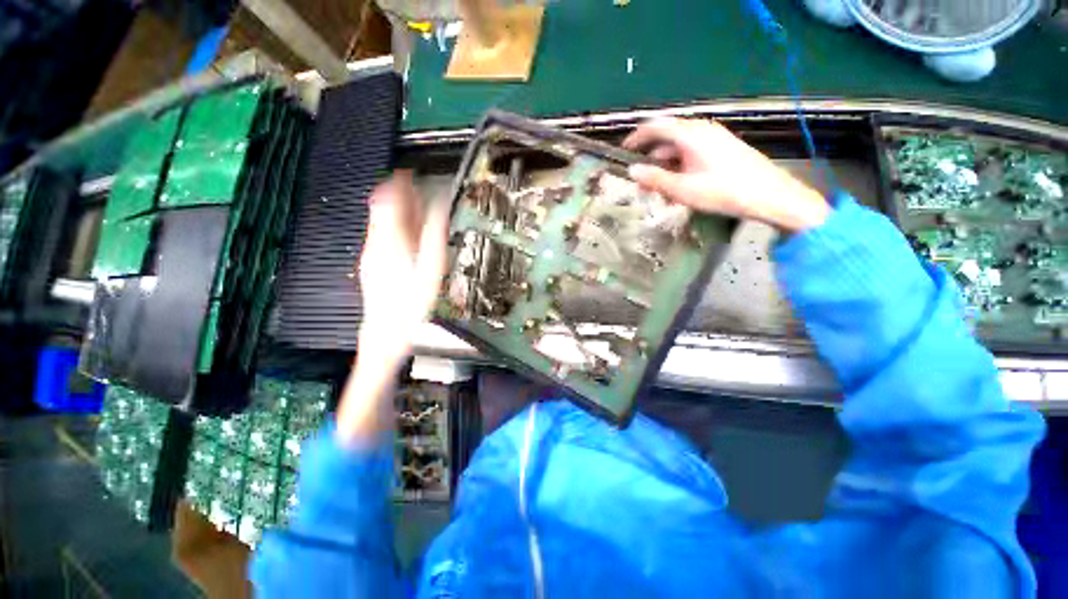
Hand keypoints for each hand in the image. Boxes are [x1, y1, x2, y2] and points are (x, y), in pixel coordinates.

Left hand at [337, 171, 448, 443]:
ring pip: (380, 223)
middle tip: (414, 187)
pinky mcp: (372, 266)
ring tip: (415, 207)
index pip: (385, 200)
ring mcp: (371, 255)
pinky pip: (381, 237)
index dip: (396, 183)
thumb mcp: (431, 268)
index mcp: (390, 240)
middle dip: (396, 194)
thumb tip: (438, 205)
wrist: (386, 334)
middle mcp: (375, 243)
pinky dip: (393, 228)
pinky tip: (407, 234)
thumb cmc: (413, 303)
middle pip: (380, 209)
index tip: (408, 172)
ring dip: (396, 211)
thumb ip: (434, 234)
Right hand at [622, 118, 829, 232]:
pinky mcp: (722, 150)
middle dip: (650, 159)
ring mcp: (713, 140)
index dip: (637, 137)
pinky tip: (677, 188)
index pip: (656, 126)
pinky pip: (692, 155)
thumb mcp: (682, 189)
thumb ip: (654, 179)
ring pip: (679, 149)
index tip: (623, 151)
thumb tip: (632, 171)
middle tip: (639, 182)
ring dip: (664, 167)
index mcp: (690, 134)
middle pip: (667, 139)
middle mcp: (701, 131)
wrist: (769, 195)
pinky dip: (679, 168)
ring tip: (657, 191)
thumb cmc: (723, 191)